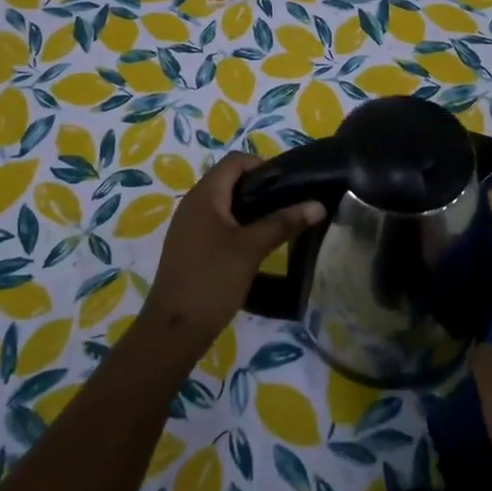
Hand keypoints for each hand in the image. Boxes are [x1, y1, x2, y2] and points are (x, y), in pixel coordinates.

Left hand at [141, 153, 323, 353]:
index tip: (287, 185)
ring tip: (276, 225)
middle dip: (260, 188)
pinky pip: (216, 223)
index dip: (262, 165)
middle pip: (229, 180)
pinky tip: (254, 246)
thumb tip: (318, 205)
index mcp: (204, 194)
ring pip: (223, 204)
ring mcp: (188, 226)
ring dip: (249, 209)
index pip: (235, 161)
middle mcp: (192, 203)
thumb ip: (283, 223)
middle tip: (287, 206)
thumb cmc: (212, 279)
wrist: (173, 329)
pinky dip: (237, 226)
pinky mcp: (188, 247)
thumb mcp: (252, 248)